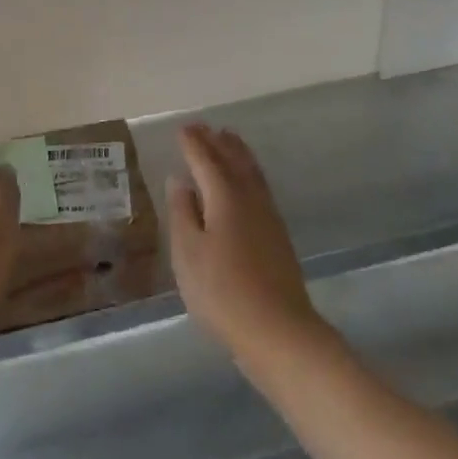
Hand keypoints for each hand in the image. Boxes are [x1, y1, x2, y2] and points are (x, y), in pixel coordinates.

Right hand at [166, 123, 324, 365]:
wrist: (278, 331)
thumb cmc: (222, 292)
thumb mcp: (188, 253)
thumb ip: (182, 212)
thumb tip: (180, 180)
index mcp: (225, 197)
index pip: (206, 160)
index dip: (193, 144)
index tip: (182, 128)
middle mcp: (250, 199)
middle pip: (234, 161)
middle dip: (218, 142)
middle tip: (204, 127)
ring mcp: (268, 217)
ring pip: (252, 172)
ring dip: (238, 153)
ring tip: (228, 139)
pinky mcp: (278, 236)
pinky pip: (260, 188)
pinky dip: (248, 173)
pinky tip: (245, 184)